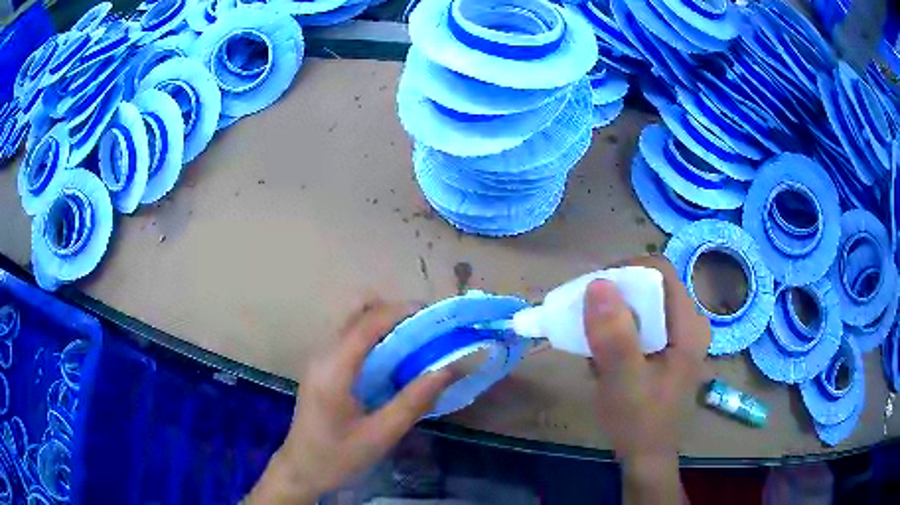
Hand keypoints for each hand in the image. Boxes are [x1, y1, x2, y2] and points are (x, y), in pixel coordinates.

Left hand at [247, 300, 452, 503]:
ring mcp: (319, 360)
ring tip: (415, 344)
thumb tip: (447, 370)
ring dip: (384, 324)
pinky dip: (374, 339)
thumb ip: (413, 401)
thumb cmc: (338, 457)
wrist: (301, 470)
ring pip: (352, 323)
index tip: (433, 314)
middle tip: (424, 331)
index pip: (367, 324)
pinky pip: (350, 339)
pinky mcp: (322, 369)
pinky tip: (393, 362)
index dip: (400, 311)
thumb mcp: (380, 435)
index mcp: (334, 369)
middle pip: (356, 313)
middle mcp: (323, 355)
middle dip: (392, 313)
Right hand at [585, 255, 709, 503]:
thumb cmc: (638, 421)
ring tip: (592, 342)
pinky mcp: (669, 347)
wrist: (646, 455)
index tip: (591, 293)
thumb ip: (614, 335)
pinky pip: (642, 322)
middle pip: (650, 286)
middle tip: (584, 317)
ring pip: (644, 303)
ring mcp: (680, 335)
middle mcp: (690, 322)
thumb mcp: (623, 381)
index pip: (659, 272)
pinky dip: (619, 330)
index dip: (624, 272)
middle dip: (614, 297)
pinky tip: (605, 356)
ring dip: (613, 316)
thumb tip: (597, 283)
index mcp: (689, 325)